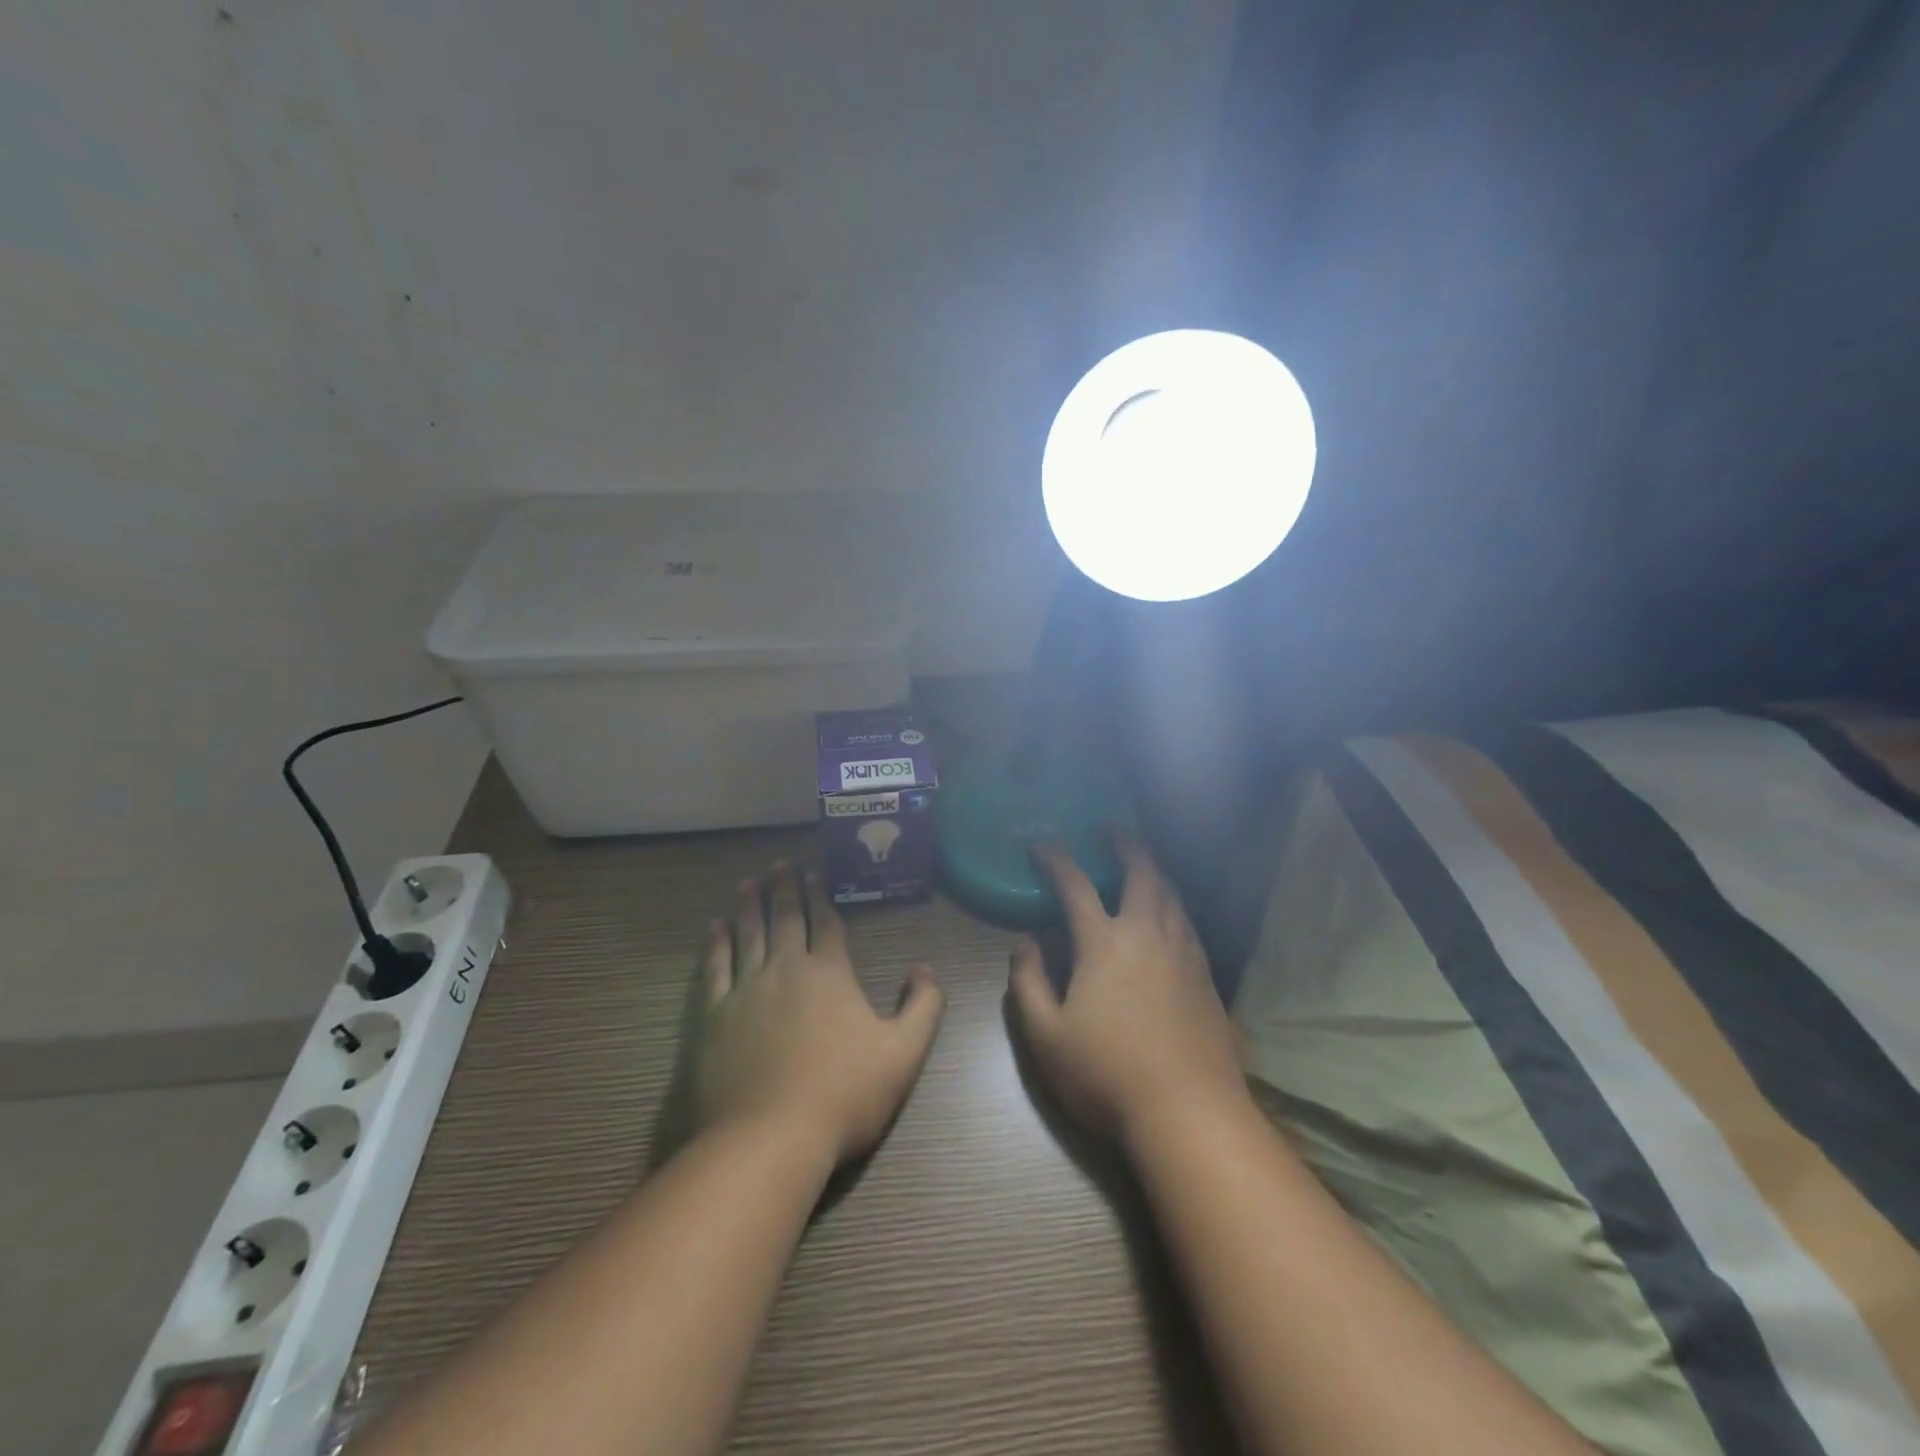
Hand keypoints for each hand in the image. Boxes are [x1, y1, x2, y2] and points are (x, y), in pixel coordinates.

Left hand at [693, 862, 944, 1169]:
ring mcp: (745, 990)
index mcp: (829, 973)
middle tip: (778, 864)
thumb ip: (923, 1007)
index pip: (826, 922)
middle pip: (784, 918)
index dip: (821, 895)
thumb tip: (925, 969)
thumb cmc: (843, 1094)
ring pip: (748, 934)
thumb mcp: (903, 1054)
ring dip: (749, 905)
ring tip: (747, 882)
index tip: (813, 871)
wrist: (768, 1137)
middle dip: (783, 888)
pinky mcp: (713, 1016)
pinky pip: (714, 967)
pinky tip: (715, 927)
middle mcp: (786, 969)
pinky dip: (716, 943)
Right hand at [1008, 836, 1247, 1145]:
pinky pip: (1188, 921)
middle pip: (1141, 873)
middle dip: (1124, 844)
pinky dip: (1174, 902)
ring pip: (1171, 894)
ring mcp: (1183, 953)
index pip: (1075, 885)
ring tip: (1143, 861)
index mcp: (1104, 943)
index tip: (1041, 845)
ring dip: (1154, 869)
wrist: (1190, 1113)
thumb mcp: (1046, 1036)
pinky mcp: (1207, 976)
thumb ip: (1028, 983)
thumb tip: (1024, 944)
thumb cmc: (1107, 1074)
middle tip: (1111, 829)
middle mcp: (1148, 934)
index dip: (1056, 859)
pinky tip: (1170, 914)